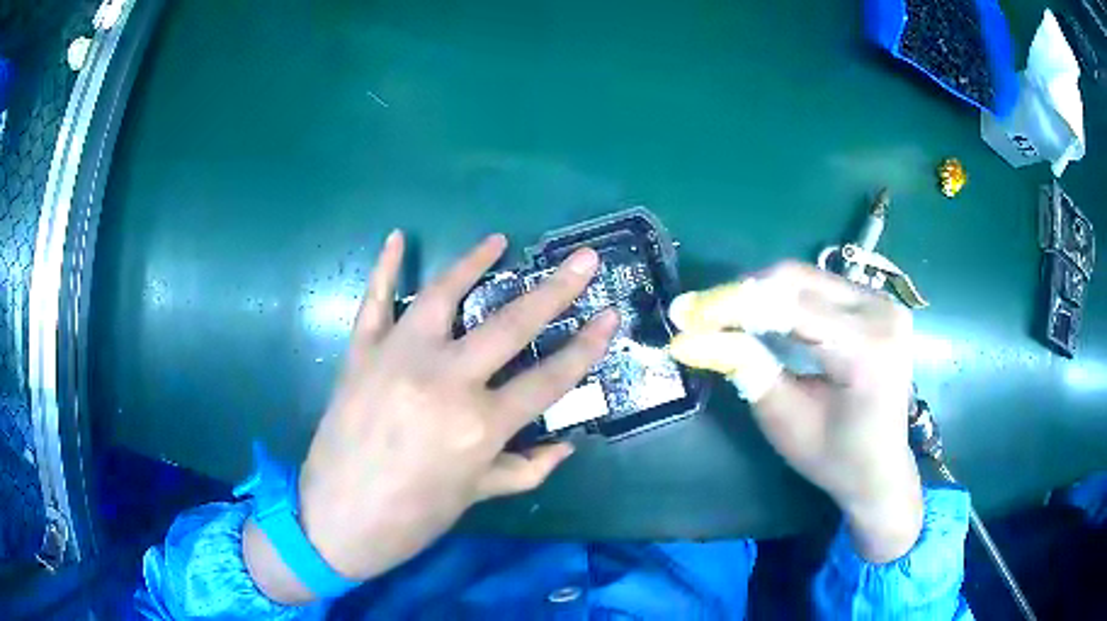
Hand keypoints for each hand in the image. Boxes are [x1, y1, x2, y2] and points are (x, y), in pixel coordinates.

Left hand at [244, 231, 617, 601]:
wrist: (336, 521)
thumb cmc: (412, 518)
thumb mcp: (475, 496)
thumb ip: (525, 468)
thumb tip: (566, 446)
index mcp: (479, 426)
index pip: (549, 379)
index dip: (587, 347)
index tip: (610, 314)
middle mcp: (444, 382)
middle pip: (511, 325)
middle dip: (555, 290)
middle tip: (584, 259)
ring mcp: (397, 360)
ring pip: (442, 296)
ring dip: (473, 263)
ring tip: (498, 241)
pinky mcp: (360, 355)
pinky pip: (374, 302)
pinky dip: (385, 269)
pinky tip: (398, 238)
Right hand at [669, 262, 921, 562]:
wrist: (882, 468)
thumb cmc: (835, 458)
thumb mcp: (786, 422)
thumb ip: (746, 370)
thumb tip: (692, 338)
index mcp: (866, 350)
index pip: (790, 308)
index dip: (733, 305)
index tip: (686, 313)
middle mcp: (881, 313)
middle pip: (798, 281)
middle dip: (742, 294)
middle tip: (698, 314)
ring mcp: (883, 303)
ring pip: (806, 279)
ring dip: (760, 294)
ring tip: (722, 317)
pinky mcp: (877, 303)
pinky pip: (820, 287)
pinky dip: (783, 299)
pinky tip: (760, 317)